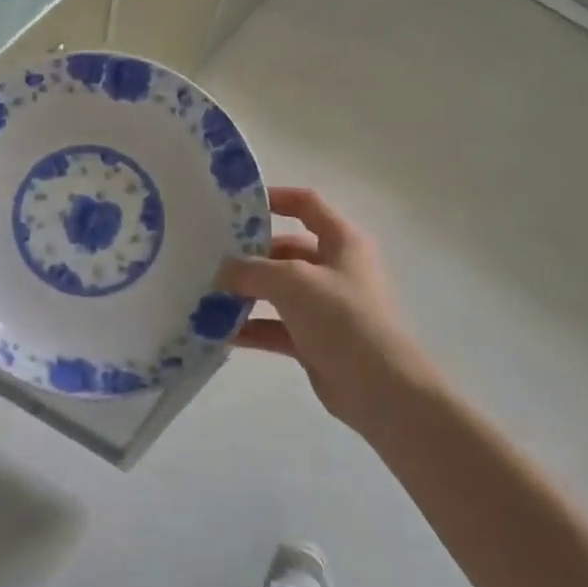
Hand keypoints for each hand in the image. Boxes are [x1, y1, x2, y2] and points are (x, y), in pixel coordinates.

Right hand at [219, 187, 439, 436]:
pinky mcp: (316, 340)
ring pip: (279, 291)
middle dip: (250, 255)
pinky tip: (220, 331)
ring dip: (246, 293)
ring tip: (208, 295)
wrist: (380, 388)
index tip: (236, 206)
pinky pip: (277, 327)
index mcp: (342, 241)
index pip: (307, 204)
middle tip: (211, 258)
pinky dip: (252, 327)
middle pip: (286, 250)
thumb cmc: (341, 317)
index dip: (275, 198)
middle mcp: (336, 268)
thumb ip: (251, 270)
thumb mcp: (291, 281)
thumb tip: (222, 271)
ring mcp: (326, 306)